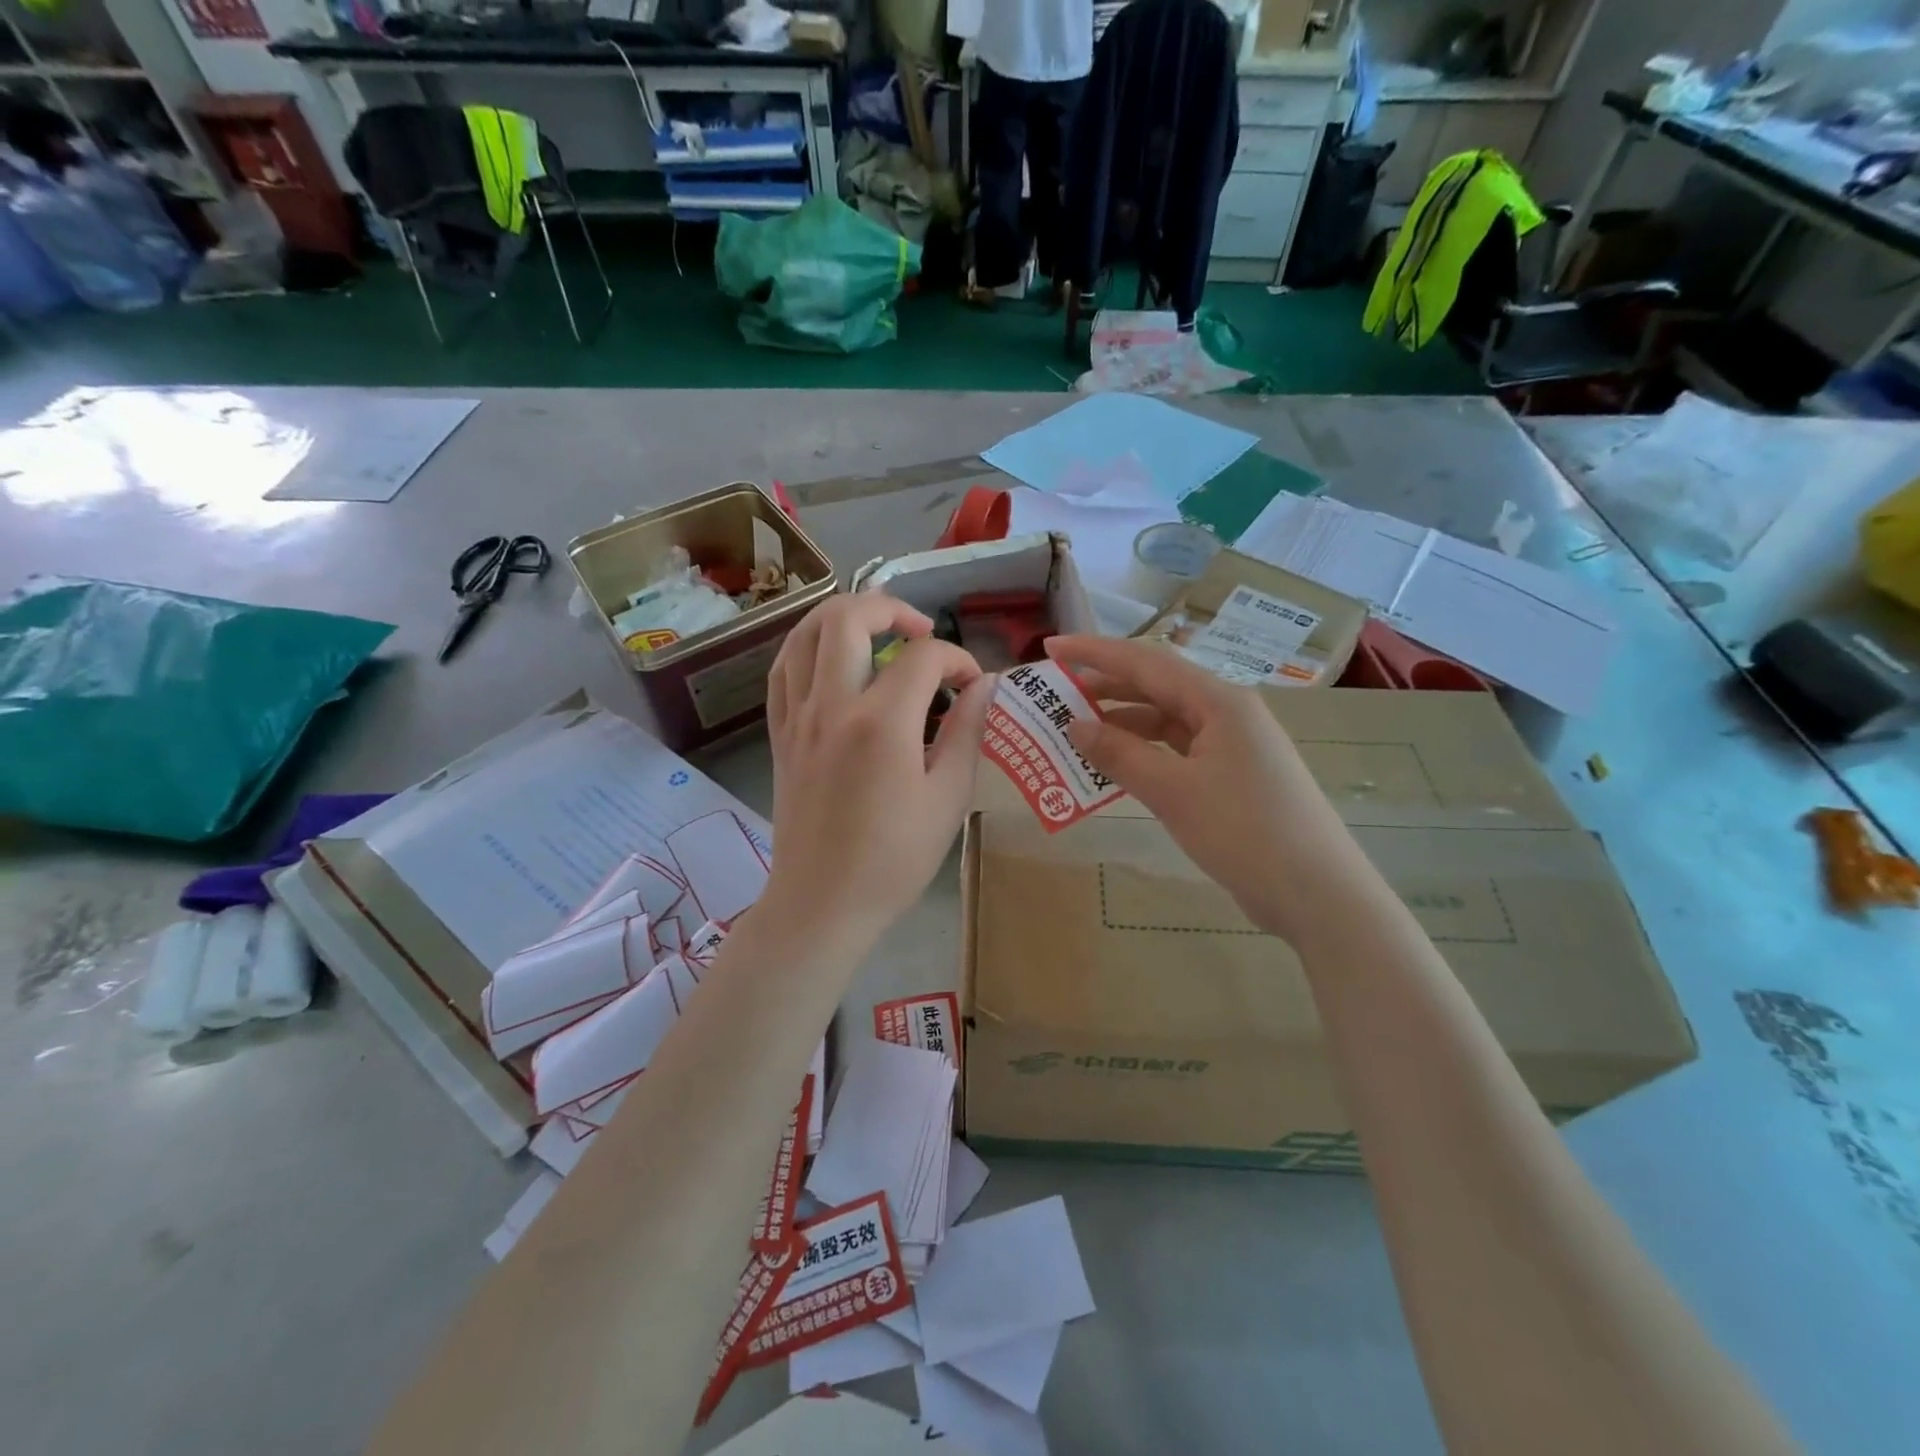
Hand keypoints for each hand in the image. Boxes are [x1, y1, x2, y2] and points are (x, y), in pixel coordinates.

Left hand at [762, 593, 993, 948]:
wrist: (822, 902)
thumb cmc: (893, 859)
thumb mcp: (948, 798)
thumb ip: (967, 731)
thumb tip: (984, 685)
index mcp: (881, 723)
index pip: (924, 658)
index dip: (958, 659)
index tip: (974, 685)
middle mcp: (832, 705)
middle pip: (849, 617)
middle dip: (892, 609)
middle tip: (921, 633)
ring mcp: (797, 716)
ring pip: (806, 632)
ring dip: (844, 616)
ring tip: (876, 631)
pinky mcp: (780, 733)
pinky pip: (784, 668)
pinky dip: (809, 646)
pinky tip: (832, 658)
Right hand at [1047, 634, 1366, 942]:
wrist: (1317, 894)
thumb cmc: (1246, 833)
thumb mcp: (1174, 792)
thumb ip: (1121, 755)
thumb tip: (1074, 725)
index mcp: (1219, 702)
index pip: (1146, 662)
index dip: (1095, 652)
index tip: (1050, 647)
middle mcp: (1227, 713)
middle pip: (1156, 687)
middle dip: (1104, 687)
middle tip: (1055, 694)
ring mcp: (1232, 746)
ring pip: (1166, 721)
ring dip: (1121, 723)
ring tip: (1074, 731)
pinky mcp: (1232, 777)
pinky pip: (1177, 751)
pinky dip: (1143, 753)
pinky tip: (1115, 766)